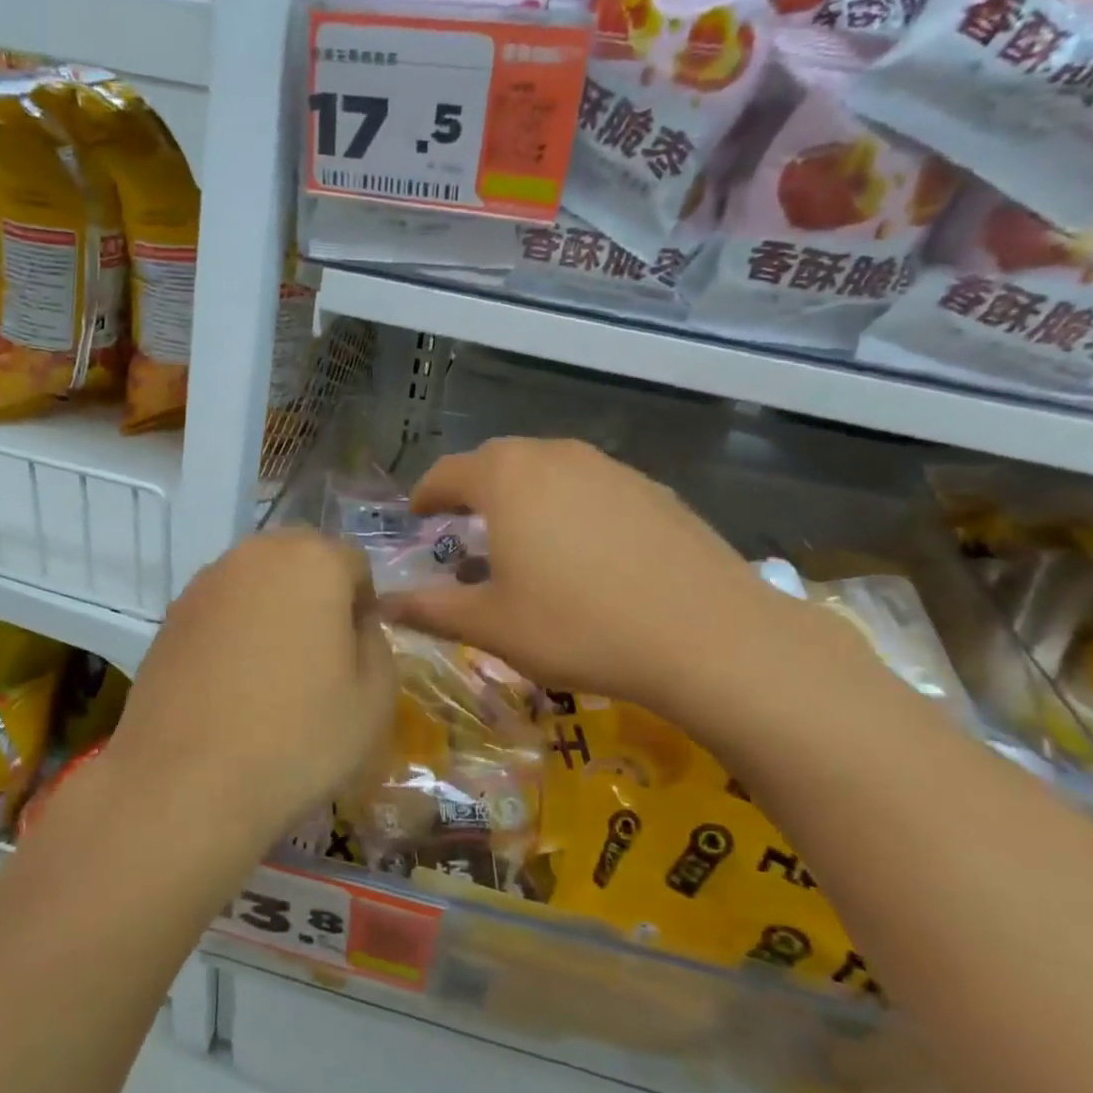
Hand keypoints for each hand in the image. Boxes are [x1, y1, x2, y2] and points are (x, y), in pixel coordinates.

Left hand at [110, 530, 396, 844]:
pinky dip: (235, 632)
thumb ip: (376, 643)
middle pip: (301, 561)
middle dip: (317, 597)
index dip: (363, 607)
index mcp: (312, 560)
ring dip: (273, 611)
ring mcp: (205, 583)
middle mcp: (255, 554)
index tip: (357, 655)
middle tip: (319, 659)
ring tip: (272, 675)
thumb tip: (354, 626)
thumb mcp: (374, 698)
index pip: (354, 563)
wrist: (186, 784)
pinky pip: (221, 610)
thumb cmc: (297, 737)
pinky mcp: (170, 616)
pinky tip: (232, 685)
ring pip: (257, 583)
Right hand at [384, 438, 812, 731]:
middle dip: (474, 490)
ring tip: (522, 537)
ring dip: (523, 495)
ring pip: (548, 470)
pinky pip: (591, 486)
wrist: (708, 636)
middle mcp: (555, 456)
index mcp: (506, 479)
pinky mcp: (652, 488)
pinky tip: (584, 550)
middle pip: (498, 462)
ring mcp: (609, 467)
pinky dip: (569, 506)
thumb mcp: (492, 626)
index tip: (418, 516)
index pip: (448, 472)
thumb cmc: (579, 627)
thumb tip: (385, 605)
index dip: (426, 494)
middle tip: (464, 527)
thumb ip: (431, 609)